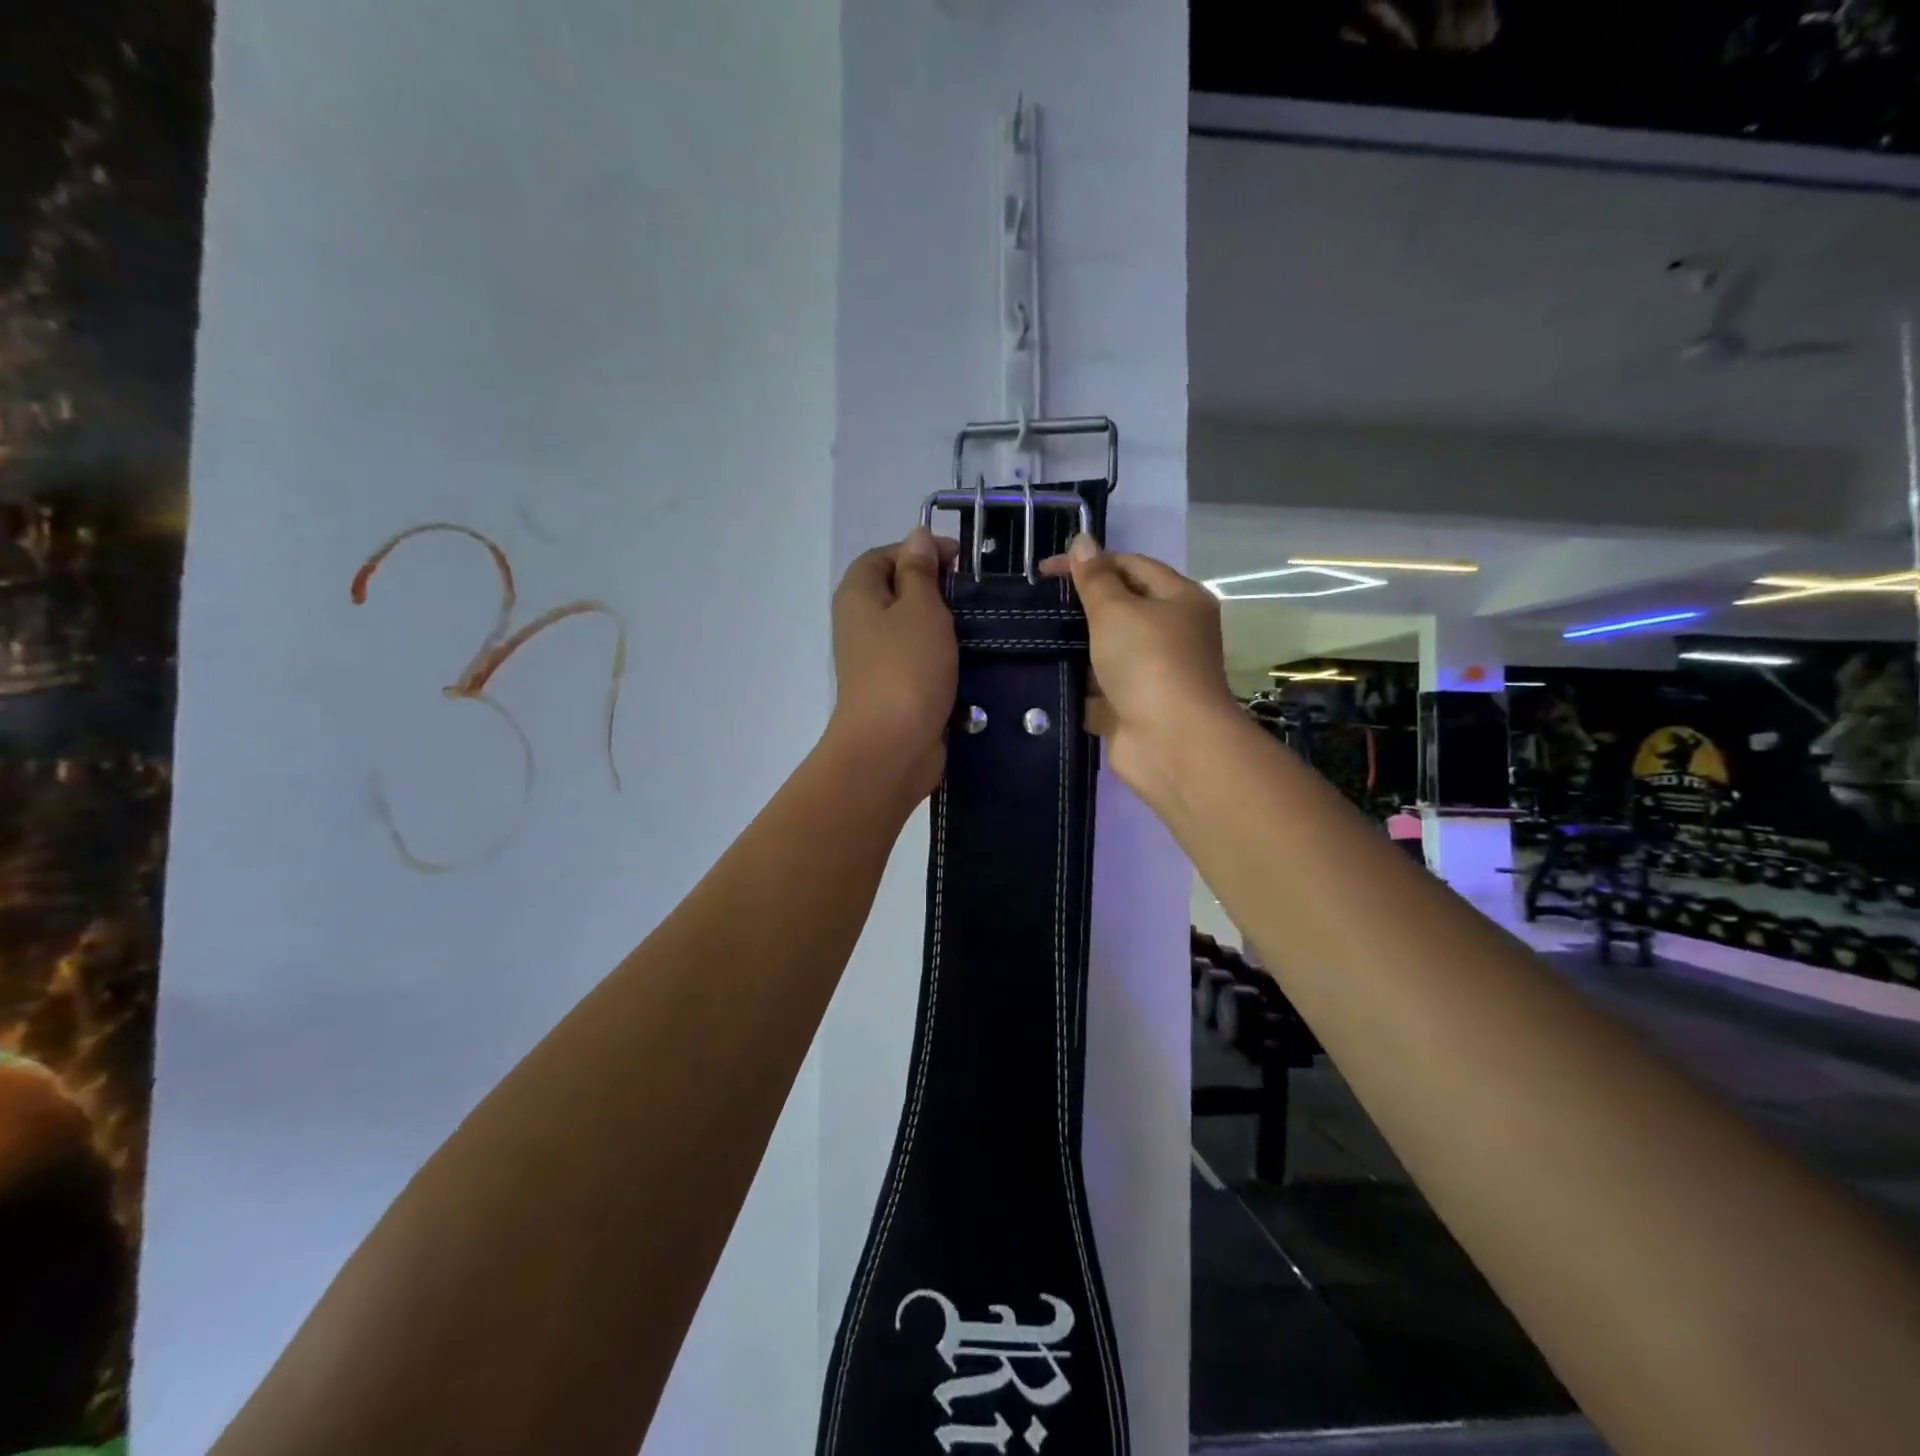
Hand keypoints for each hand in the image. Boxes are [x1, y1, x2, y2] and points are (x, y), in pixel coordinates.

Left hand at [826, 527, 959, 803]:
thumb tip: (916, 537)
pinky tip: (972, 659)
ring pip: (912, 629)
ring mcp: (876, 660)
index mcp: (858, 595)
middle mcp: (860, 624)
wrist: (891, 747)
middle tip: (975, 595)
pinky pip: (919, 661)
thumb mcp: (920, 608)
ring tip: (980, 626)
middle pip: (898, 591)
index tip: (961, 561)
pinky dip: (942, 657)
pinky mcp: (894, 689)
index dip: (919, 550)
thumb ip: (920, 571)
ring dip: (943, 626)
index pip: (884, 555)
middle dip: (936, 589)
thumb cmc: (906, 668)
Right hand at [1040, 534, 1240, 805]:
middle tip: (1037, 605)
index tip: (1044, 572)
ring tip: (1032, 638)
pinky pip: (1099, 689)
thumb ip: (1095, 578)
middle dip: (1081, 607)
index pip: (1131, 566)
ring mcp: (1152, 673)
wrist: (1171, 743)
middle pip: (1120, 609)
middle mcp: (1171, 633)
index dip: (1090, 562)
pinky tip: (1043, 677)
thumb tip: (1082, 540)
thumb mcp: (1117, 611)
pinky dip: (1077, 686)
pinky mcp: (1133, 707)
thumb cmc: (1148, 664)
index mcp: (1179, 599)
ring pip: (1106, 651)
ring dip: (1075, 648)